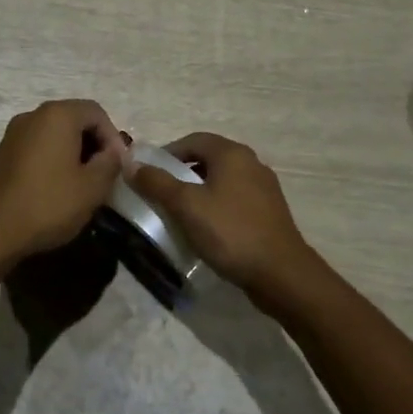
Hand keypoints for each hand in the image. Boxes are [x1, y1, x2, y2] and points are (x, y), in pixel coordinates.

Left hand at [0, 100, 127, 262]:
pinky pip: (37, 147)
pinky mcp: (3, 154)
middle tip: (105, 173)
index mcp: (57, 115)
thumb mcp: (93, 186)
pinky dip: (54, 159)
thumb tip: (114, 152)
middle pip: (74, 120)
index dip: (113, 137)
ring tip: (84, 182)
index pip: (96, 112)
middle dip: (94, 143)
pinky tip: (59, 187)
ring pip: (55, 134)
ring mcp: (14, 134)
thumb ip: (110, 162)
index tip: (119, 166)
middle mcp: (33, 116)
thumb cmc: (49, 204)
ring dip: (74, 153)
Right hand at [125, 132, 315, 295]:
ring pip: (222, 180)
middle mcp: (251, 163)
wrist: (281, 273)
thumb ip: (157, 183)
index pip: (193, 140)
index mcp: (232, 154)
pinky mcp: (269, 211)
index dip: (167, 153)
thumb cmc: (230, 232)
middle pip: (208, 158)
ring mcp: (264, 188)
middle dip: (182, 172)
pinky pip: (235, 199)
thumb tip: (131, 164)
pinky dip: (216, 206)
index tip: (148, 174)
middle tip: (160, 194)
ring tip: (180, 213)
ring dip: (199, 191)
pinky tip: (207, 228)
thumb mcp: (186, 206)